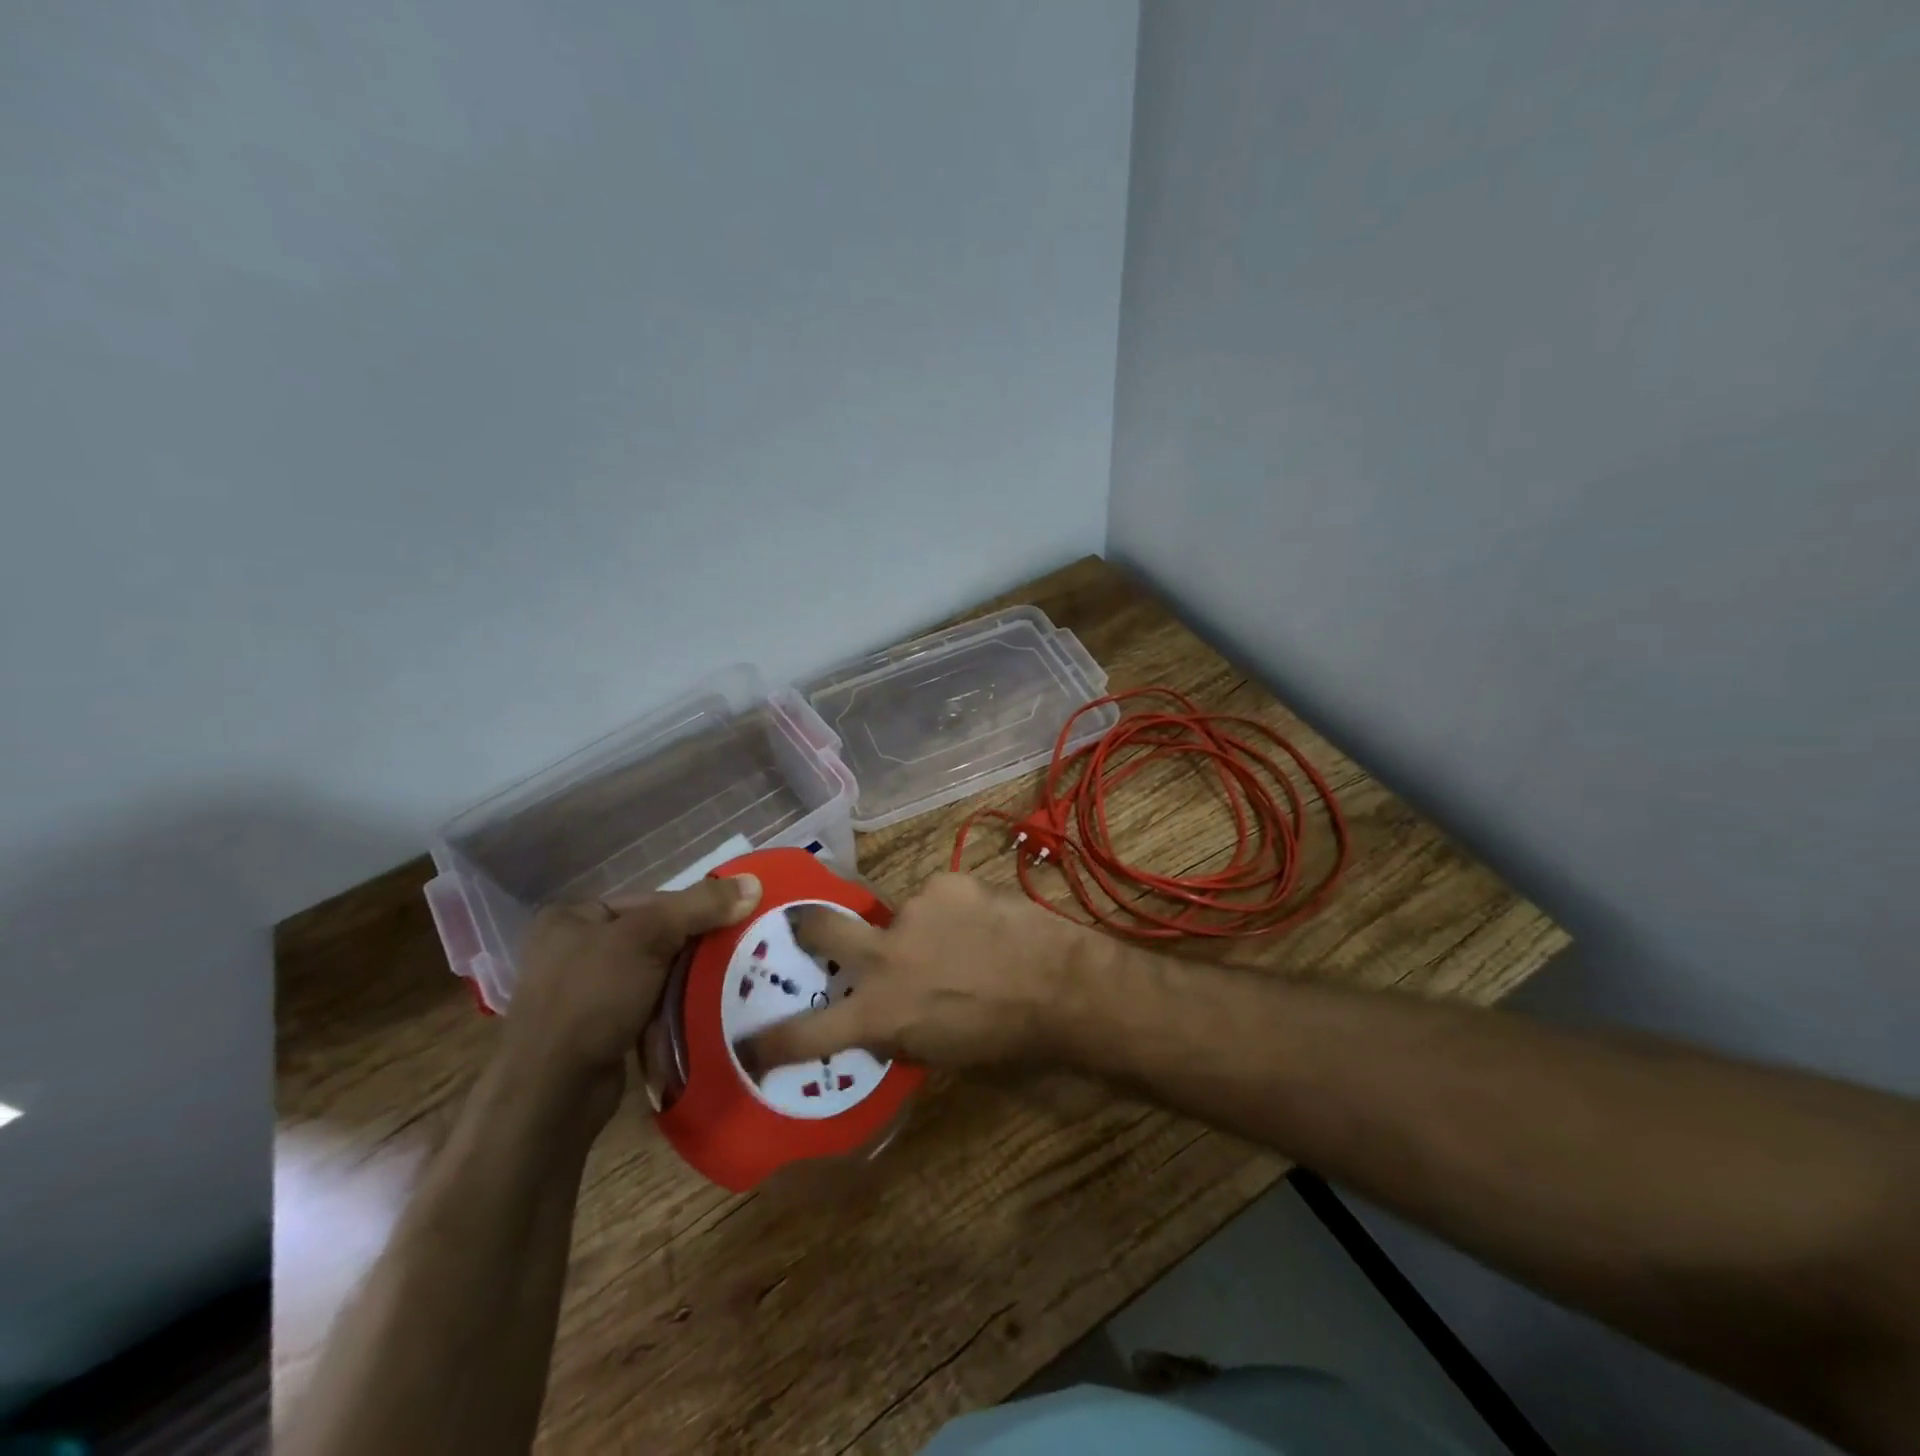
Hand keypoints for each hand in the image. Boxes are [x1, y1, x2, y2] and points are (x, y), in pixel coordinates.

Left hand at [504, 875, 761, 1121]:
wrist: (552, 1093)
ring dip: (689, 978)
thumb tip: (754, 882)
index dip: (695, 909)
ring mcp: (584, 993)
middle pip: (656, 935)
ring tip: (730, 981)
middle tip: (740, 951)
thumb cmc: (592, 998)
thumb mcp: (648, 938)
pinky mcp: (598, 1030)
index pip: (652, 901)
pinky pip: (649, 1005)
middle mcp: (574, 949)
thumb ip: (700, 906)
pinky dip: (675, 1005)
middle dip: (696, 946)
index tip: (735, 923)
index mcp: (574, 917)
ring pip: (655, 972)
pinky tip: (703, 1009)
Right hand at [736, 872, 1095, 1074]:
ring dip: (918, 928)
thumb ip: (897, 1030)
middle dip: (807, 927)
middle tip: (806, 927)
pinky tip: (984, 924)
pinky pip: (939, 897)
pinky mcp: (948, 882)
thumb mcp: (939, 1053)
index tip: (749, 1042)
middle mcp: (884, 954)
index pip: (808, 1032)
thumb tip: (881, 1016)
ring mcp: (914, 910)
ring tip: (960, 941)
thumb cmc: (1005, 1039)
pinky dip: (952, 911)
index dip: (772, 1040)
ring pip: (900, 914)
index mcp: (880, 1010)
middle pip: (820, 927)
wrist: (1061, 986)